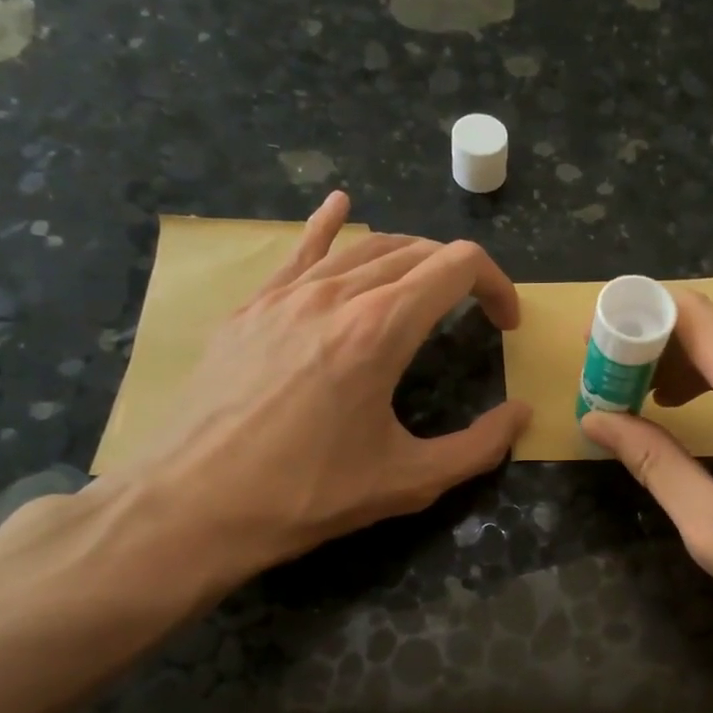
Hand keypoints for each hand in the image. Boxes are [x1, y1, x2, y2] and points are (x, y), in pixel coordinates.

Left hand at [105, 191, 528, 591]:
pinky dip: (329, 227)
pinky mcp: (251, 308)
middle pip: (416, 251)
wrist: (192, 506)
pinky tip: (340, 206)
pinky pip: (300, 252)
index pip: (458, 266)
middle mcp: (337, 294)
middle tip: (474, 315)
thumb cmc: (307, 495)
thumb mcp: (409, 482)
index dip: (496, 285)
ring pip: (364, 248)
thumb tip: (520, 415)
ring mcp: (286, 294)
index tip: (506, 324)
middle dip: (459, 275)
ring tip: (428, 289)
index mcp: (381, 329)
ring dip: (411, 259)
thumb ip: (478, 447)